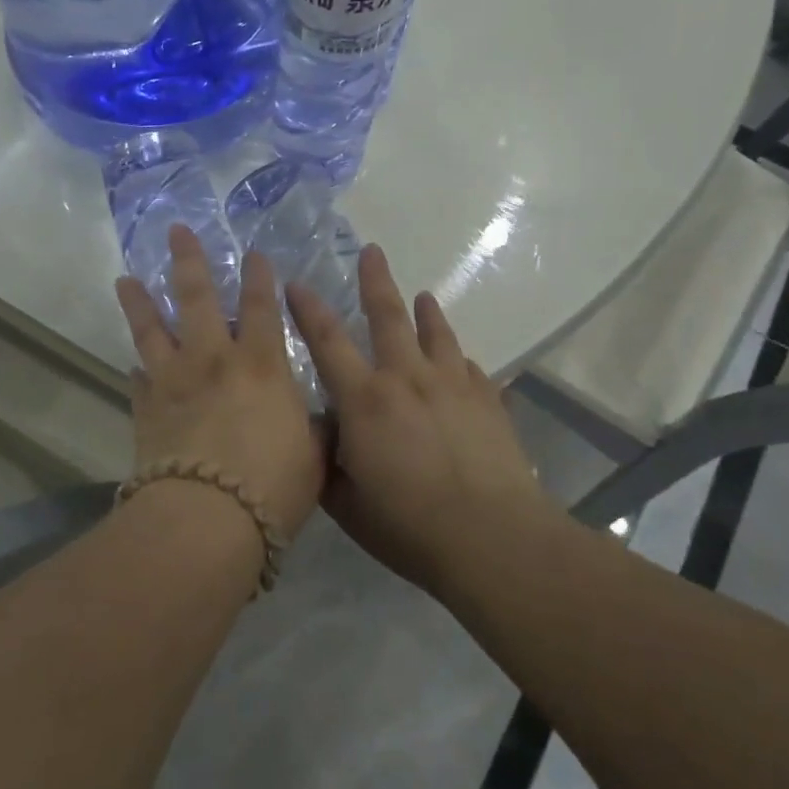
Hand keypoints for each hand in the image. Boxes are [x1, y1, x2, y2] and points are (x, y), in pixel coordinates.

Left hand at [115, 226, 324, 538]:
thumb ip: (314, 429)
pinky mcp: (145, 409)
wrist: (207, 519)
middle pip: (197, 298)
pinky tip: (133, 367)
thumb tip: (316, 419)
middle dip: (188, 260)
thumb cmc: (272, 485)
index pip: (263, 307)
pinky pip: (138, 381)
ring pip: (152, 330)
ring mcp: (173, 381)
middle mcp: (214, 360)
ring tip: (125, 279)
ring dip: (139, 302)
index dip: (260, 277)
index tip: (253, 252)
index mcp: (261, 364)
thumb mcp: (313, 456)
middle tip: (175, 231)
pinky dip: (137, 371)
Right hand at [286, 244, 543, 595]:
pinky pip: (471, 367)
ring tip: (423, 295)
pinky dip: (460, 359)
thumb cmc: (409, 526)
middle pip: (387, 316)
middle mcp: (406, 378)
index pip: (327, 341)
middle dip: (375, 280)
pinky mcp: (488, 400)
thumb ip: (327, 460)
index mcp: (364, 400)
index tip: (296, 283)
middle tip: (371, 250)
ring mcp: (452, 385)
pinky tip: (461, 362)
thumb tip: (321, 430)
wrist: (492, 538)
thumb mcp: (347, 502)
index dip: (308, 309)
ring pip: (436, 333)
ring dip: (426, 311)